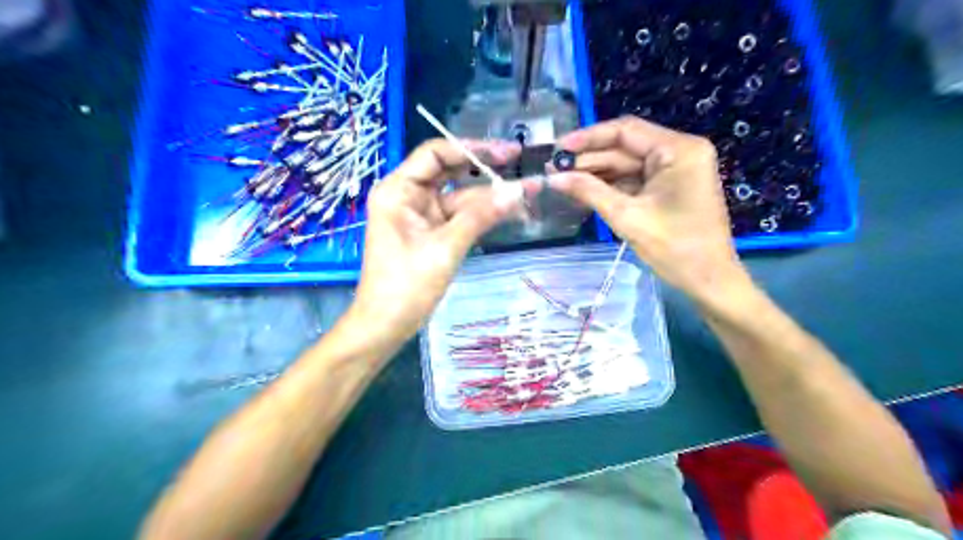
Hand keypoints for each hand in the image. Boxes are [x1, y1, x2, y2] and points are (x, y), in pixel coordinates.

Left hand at [348, 137, 523, 342]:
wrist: (385, 326)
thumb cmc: (406, 287)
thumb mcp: (445, 248)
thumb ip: (481, 216)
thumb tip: (518, 191)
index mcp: (398, 190)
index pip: (435, 154)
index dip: (471, 149)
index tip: (507, 152)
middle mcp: (406, 196)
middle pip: (448, 171)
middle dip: (483, 169)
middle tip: (520, 163)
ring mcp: (419, 215)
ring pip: (457, 196)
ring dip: (487, 195)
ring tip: (524, 192)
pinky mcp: (429, 233)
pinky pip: (457, 216)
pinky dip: (480, 215)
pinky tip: (507, 211)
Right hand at [553, 116, 746, 300]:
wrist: (708, 281)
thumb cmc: (674, 248)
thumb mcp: (627, 217)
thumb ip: (589, 191)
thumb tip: (553, 178)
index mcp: (678, 150)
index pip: (626, 131)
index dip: (588, 138)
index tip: (558, 148)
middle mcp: (679, 151)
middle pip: (625, 147)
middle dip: (589, 159)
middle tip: (553, 168)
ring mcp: (675, 170)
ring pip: (627, 164)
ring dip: (596, 172)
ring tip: (561, 179)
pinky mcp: (670, 187)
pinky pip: (635, 179)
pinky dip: (610, 185)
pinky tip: (583, 189)